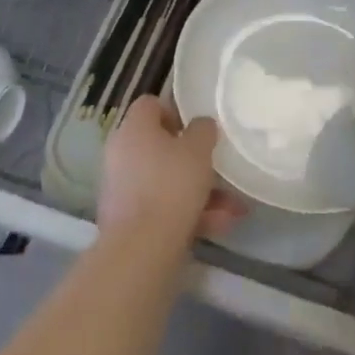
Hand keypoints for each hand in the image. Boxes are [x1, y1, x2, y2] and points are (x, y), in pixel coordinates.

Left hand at [99, 96, 246, 248]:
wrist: (141, 249)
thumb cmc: (171, 185)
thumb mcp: (199, 149)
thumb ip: (203, 129)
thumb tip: (200, 126)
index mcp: (133, 129)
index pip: (150, 105)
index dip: (175, 111)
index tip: (197, 127)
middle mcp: (121, 154)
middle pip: (160, 146)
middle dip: (194, 160)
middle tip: (218, 168)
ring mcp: (122, 189)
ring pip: (166, 181)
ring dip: (199, 191)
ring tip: (232, 208)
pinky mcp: (127, 221)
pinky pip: (161, 207)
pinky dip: (188, 213)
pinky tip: (219, 225)